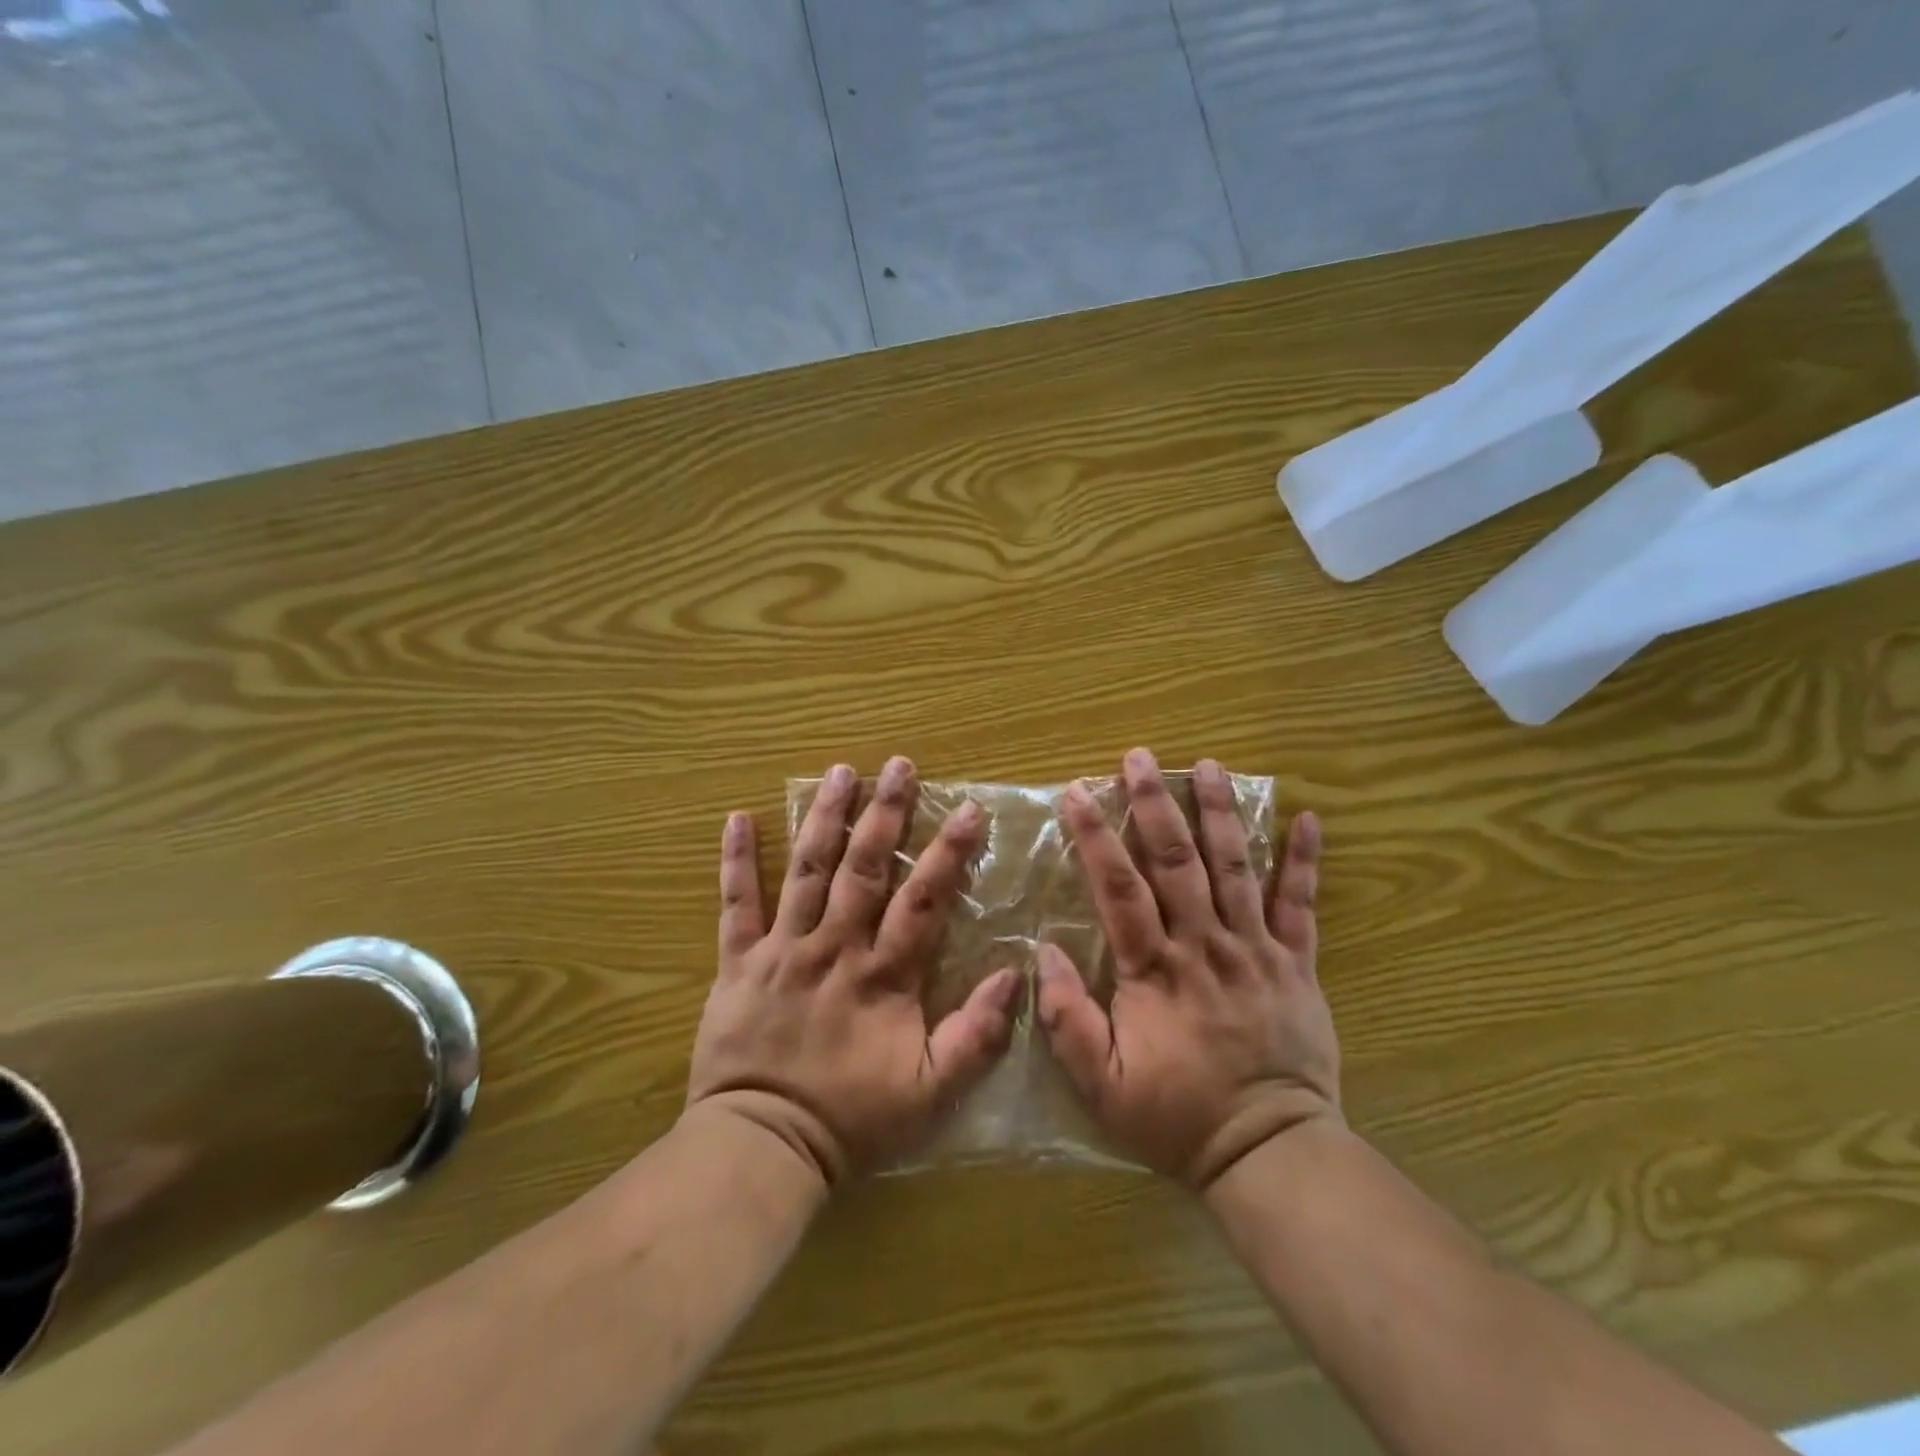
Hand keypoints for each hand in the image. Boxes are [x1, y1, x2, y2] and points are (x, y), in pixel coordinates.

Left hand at [685, 757, 1023, 1185]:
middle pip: (863, 868)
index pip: (922, 900)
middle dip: (885, 813)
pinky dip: (736, 861)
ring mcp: (782, 949)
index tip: (968, 810)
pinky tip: (737, 818)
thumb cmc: (852, 1119)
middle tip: (899, 765)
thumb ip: (976, 1035)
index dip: (947, 853)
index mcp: (881, 974)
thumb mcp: (933, 1092)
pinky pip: (736, 904)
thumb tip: (1014, 975)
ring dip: (824, 817)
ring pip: (806, 870)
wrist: (763, 1145)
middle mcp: (834, 946)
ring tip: (840, 771)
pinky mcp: (738, 961)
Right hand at [1036, 748, 1339, 1189]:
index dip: (1096, 835)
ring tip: (1208, 765)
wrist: (1268, 1150)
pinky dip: (1305, 861)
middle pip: (1176, 860)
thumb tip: (1043, 951)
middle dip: (1154, 803)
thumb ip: (1066, 1018)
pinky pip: (1301, 904)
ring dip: (1220, 812)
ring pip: (1235, 866)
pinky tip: (1309, 818)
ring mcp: (1255, 949)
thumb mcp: (1100, 1083)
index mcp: (1154, 969)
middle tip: (1141, 757)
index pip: (1118, 887)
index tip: (1078, 792)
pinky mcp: (1296, 963)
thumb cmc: (1175, 1116)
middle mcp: (1204, 944)